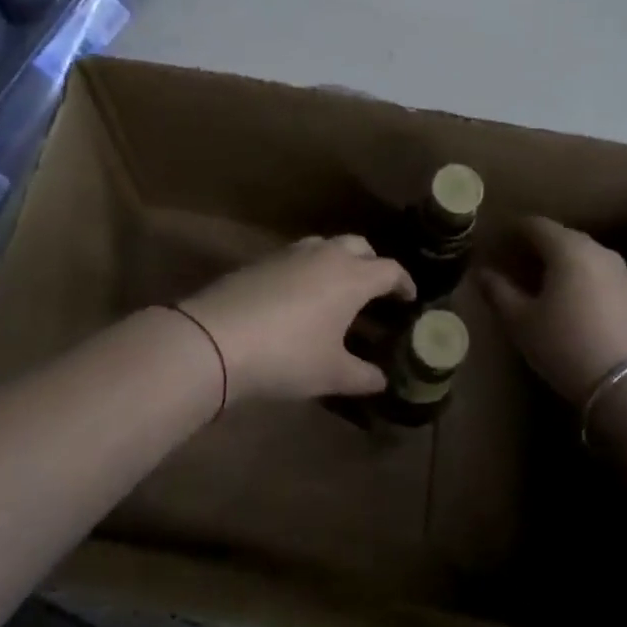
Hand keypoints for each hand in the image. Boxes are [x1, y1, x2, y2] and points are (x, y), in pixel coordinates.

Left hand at [179, 236, 413, 403]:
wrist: (217, 339)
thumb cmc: (288, 355)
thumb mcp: (331, 373)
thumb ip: (362, 376)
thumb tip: (380, 380)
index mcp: (352, 276)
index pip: (390, 270)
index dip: (403, 283)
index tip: (409, 299)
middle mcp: (326, 255)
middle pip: (359, 246)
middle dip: (372, 264)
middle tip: (374, 291)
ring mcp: (290, 254)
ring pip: (325, 246)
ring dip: (338, 262)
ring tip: (336, 292)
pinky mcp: (261, 261)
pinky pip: (297, 257)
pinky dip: (308, 270)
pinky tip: (299, 298)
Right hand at [479, 217, 626, 402]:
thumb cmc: (567, 346)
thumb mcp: (522, 322)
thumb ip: (499, 292)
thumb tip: (482, 273)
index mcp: (567, 248)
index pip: (535, 224)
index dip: (512, 231)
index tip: (496, 244)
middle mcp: (596, 250)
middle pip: (560, 237)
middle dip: (535, 246)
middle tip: (513, 264)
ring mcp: (620, 271)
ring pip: (581, 256)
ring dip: (558, 263)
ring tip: (538, 285)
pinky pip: (597, 274)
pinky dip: (578, 279)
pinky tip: (568, 302)